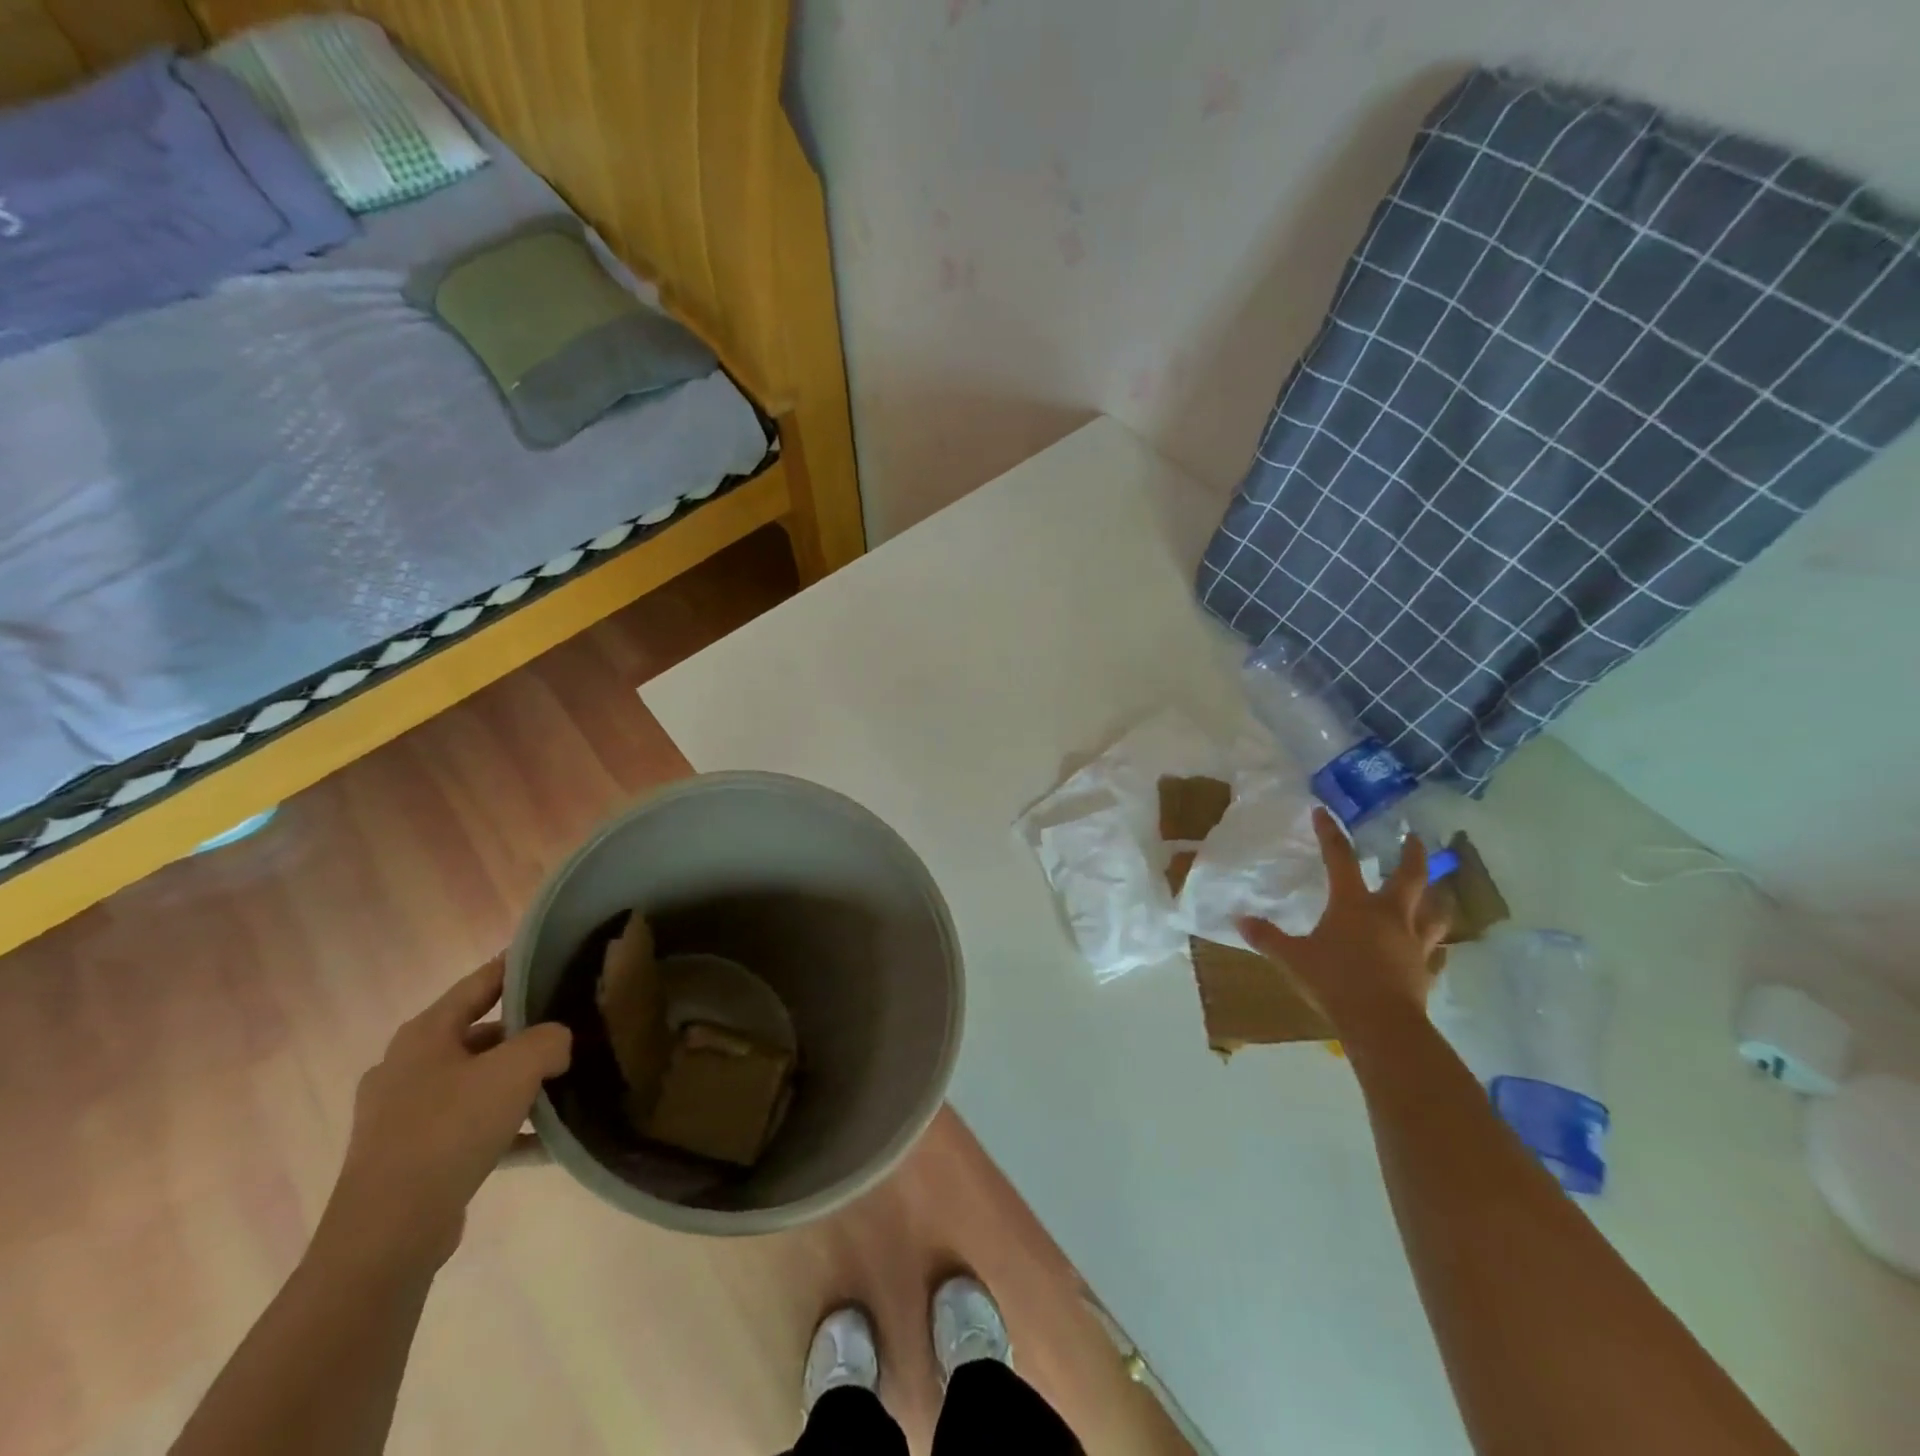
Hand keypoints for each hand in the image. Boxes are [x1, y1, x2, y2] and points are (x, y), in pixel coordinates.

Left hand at [314, 959, 571, 1274]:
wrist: (387, 1234)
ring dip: (517, 1085)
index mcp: (425, 1034)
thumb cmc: (450, 1130)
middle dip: (525, 1035)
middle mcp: (408, 1067)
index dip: (517, 967)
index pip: (480, 983)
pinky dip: (506, 1130)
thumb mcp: (517, 1069)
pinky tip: (546, 1143)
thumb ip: (549, 1040)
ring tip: (563, 1087)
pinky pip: (470, 1129)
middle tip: (570, 1030)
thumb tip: (557, 1045)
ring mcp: (403, 1115)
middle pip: (480, 1035)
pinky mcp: (410, 1158)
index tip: (552, 957)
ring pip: (476, 1084)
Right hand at [1240, 808, 1449, 1036]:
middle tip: (1413, 837)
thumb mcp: (1292, 958)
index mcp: (1353, 905)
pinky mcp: (1426, 970)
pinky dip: (1437, 947)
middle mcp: (1390, 915)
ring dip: (1437, 897)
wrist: (1381, 1024)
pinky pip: (1437, 953)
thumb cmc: (1334, 982)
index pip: (1340, 859)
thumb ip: (1267, 937)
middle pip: (1409, 876)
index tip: (1323, 813)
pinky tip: (1437, 948)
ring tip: (1439, 889)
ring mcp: (1414, 943)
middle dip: (1411, 854)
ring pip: (1435, 912)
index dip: (1330, 834)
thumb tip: (1239, 920)